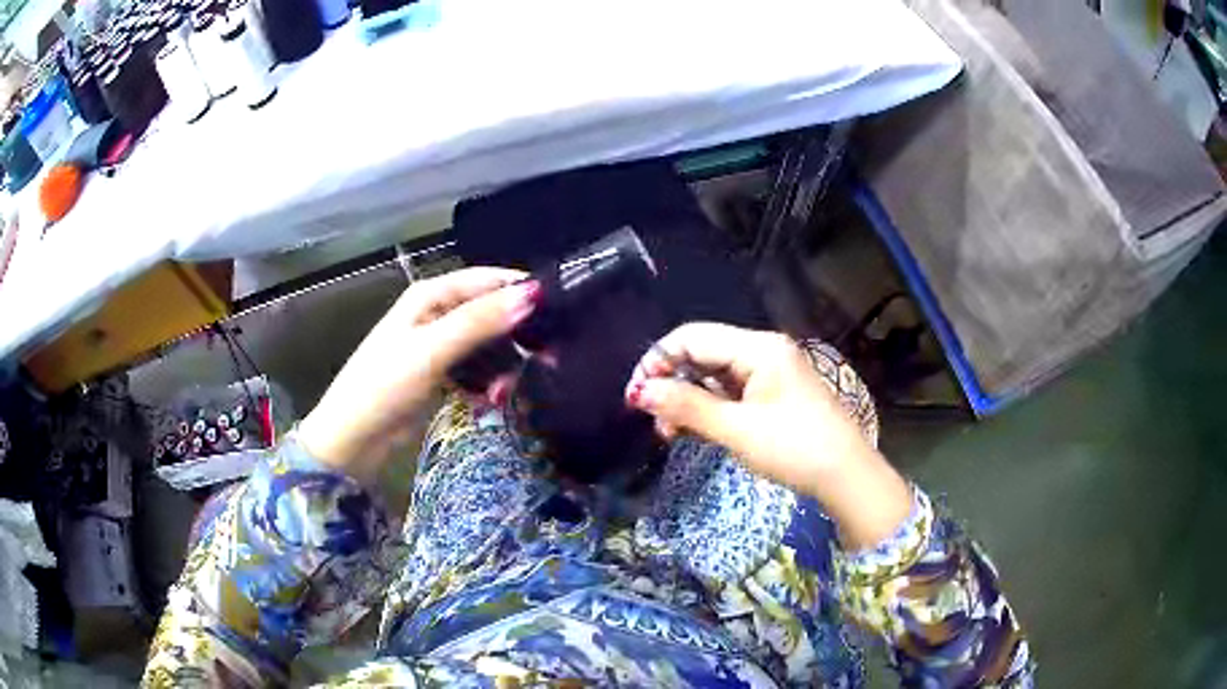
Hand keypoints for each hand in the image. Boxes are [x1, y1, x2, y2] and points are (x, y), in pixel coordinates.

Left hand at [299, 267, 537, 483]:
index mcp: (431, 295)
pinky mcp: (440, 373)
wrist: (355, 437)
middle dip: (515, 337)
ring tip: (505, 393)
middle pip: (490, 313)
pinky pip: (475, 370)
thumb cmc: (386, 385)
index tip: (558, 313)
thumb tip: (532, 294)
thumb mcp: (432, 350)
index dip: (521, 292)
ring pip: (486, 345)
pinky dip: (485, 383)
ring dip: (501, 367)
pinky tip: (489, 401)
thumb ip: (480, 321)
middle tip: (548, 361)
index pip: (487, 280)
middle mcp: (436, 313)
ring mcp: (438, 344)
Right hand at [625, 322, 911, 547]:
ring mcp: (770, 373)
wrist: (846, 475)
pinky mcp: (773, 394)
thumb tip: (640, 392)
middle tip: (654, 421)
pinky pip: (731, 393)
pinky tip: (695, 431)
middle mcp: (763, 351)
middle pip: (702, 354)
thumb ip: (687, 407)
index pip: (693, 337)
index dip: (658, 361)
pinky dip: (710, 410)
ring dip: (688, 401)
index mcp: (758, 348)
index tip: (635, 396)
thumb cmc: (794, 448)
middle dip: (672, 384)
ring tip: (671, 434)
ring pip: (714, 376)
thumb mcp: (737, 430)